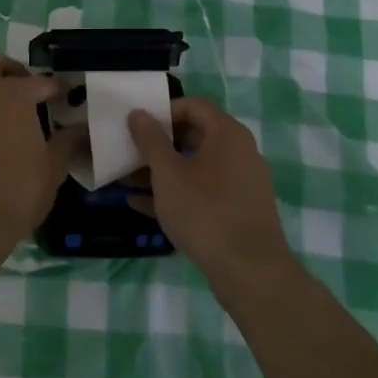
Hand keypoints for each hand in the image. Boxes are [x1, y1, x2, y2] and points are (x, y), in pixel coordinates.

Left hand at [0, 51, 79, 268]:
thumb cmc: (17, 191)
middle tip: (29, 93)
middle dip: (13, 71)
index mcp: (12, 94)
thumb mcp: (53, 168)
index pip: (41, 82)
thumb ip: (68, 142)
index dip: (56, 90)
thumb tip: (80, 130)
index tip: (66, 99)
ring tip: (8, 115)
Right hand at [127, 97, 294, 290]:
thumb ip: (150, 140)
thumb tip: (139, 113)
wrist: (250, 272)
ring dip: (162, 171)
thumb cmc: (205, 211)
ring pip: (195, 167)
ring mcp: (241, 183)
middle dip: (158, 144)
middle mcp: (240, 152)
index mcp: (228, 134)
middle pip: (194, 135)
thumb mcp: (168, 173)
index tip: (137, 125)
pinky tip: (142, 205)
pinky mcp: (238, 211)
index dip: (163, 110)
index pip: (193, 105)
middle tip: (129, 152)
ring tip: (127, 180)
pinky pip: (203, 192)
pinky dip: (176, 193)